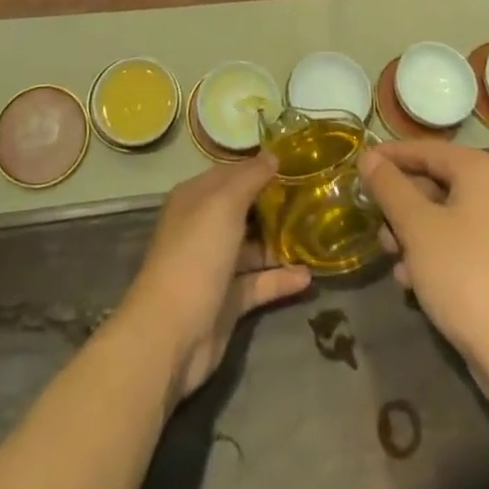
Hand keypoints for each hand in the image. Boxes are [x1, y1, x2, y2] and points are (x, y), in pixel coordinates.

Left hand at [115, 156, 311, 405]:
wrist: (171, 333)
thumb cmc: (196, 254)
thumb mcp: (224, 205)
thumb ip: (250, 178)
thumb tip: (272, 155)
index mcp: (196, 198)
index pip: (231, 173)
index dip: (260, 167)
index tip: (296, 163)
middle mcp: (204, 227)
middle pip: (244, 209)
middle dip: (275, 204)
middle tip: (314, 197)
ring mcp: (215, 265)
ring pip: (253, 247)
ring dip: (280, 242)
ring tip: (317, 235)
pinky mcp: (227, 300)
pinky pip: (258, 283)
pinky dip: (280, 279)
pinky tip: (308, 277)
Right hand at [360, 140, 488, 382]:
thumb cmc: (466, 275)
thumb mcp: (417, 227)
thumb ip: (389, 187)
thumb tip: (368, 157)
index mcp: (484, 171)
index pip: (427, 150)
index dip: (390, 157)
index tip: (359, 167)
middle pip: (438, 184)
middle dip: (402, 205)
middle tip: (375, 224)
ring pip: (449, 218)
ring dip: (415, 235)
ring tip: (393, 260)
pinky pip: (465, 246)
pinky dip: (438, 255)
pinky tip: (414, 283)